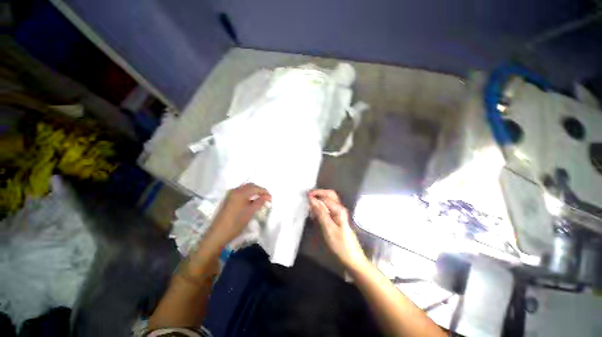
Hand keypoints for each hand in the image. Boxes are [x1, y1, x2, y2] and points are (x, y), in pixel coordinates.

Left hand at [205, 183, 270, 248]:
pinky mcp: (228, 199)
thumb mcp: (251, 212)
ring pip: (245, 189)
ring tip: (260, 199)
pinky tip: (251, 201)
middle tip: (266, 198)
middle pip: (250, 186)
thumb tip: (268, 196)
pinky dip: (248, 194)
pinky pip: (240, 192)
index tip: (271, 198)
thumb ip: (260, 202)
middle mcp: (235, 190)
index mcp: (240, 193)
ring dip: (253, 192)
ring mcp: (230, 194)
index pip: (256, 188)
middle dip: (259, 190)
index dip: (264, 192)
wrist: (218, 234)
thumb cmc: (236, 223)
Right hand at [308, 189, 368, 269]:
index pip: (326, 196)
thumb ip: (321, 213)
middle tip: (308, 196)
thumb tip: (312, 200)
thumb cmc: (340, 245)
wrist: (352, 258)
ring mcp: (339, 214)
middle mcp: (340, 209)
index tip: (305, 197)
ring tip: (310, 205)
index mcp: (339, 209)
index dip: (316, 194)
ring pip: (328, 202)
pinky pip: (328, 209)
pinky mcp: (337, 219)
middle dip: (319, 194)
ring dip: (319, 200)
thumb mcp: (329, 229)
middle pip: (329, 195)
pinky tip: (315, 214)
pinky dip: (321, 208)